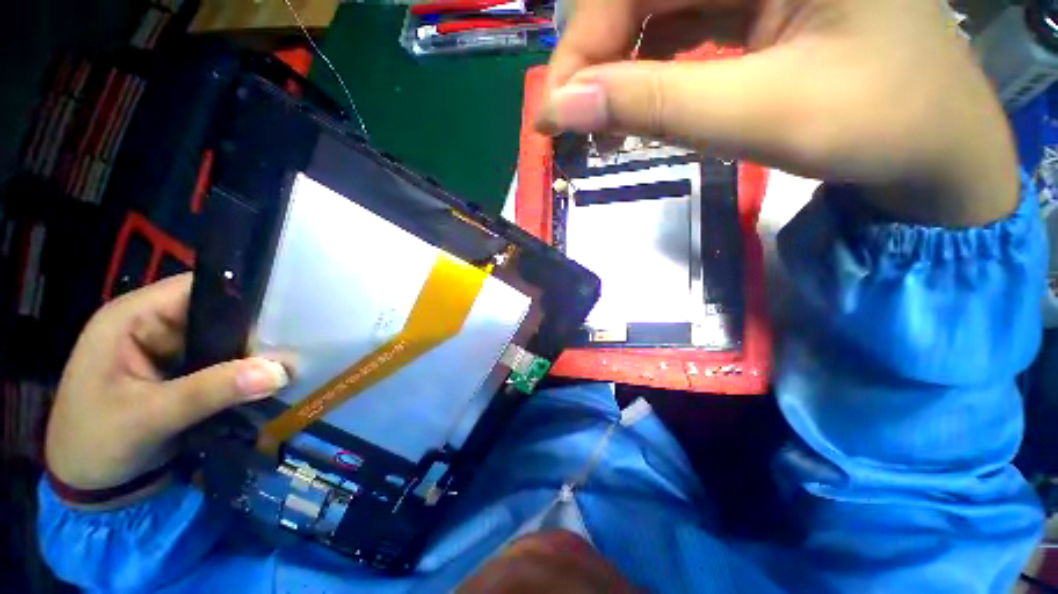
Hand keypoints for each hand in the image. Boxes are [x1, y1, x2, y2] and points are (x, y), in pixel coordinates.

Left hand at [45, 273, 288, 504]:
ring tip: (291, 363)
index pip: (200, 288)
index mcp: (133, 317)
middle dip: (255, 331)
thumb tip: (279, 371)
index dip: (242, 296)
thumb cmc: (95, 444)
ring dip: (253, 354)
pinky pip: (223, 363)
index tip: (287, 315)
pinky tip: (269, 379)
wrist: (86, 487)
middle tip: (297, 347)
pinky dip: (245, 372)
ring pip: (225, 340)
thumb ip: (209, 392)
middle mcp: (154, 325)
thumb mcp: (146, 418)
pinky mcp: (182, 373)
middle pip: (218, 313)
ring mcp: (169, 350)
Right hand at [537, 0, 1018, 225]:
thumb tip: (566, 108)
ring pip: (656, 8)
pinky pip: (681, 25)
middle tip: (572, 124)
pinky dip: (649, 70)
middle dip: (597, 60)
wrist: (936, 147)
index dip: (583, 44)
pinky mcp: (759, 3)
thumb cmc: (880, 126)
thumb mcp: (765, 115)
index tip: (554, 111)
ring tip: (601, 126)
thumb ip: (659, 105)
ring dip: (619, 69)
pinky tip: (640, 106)